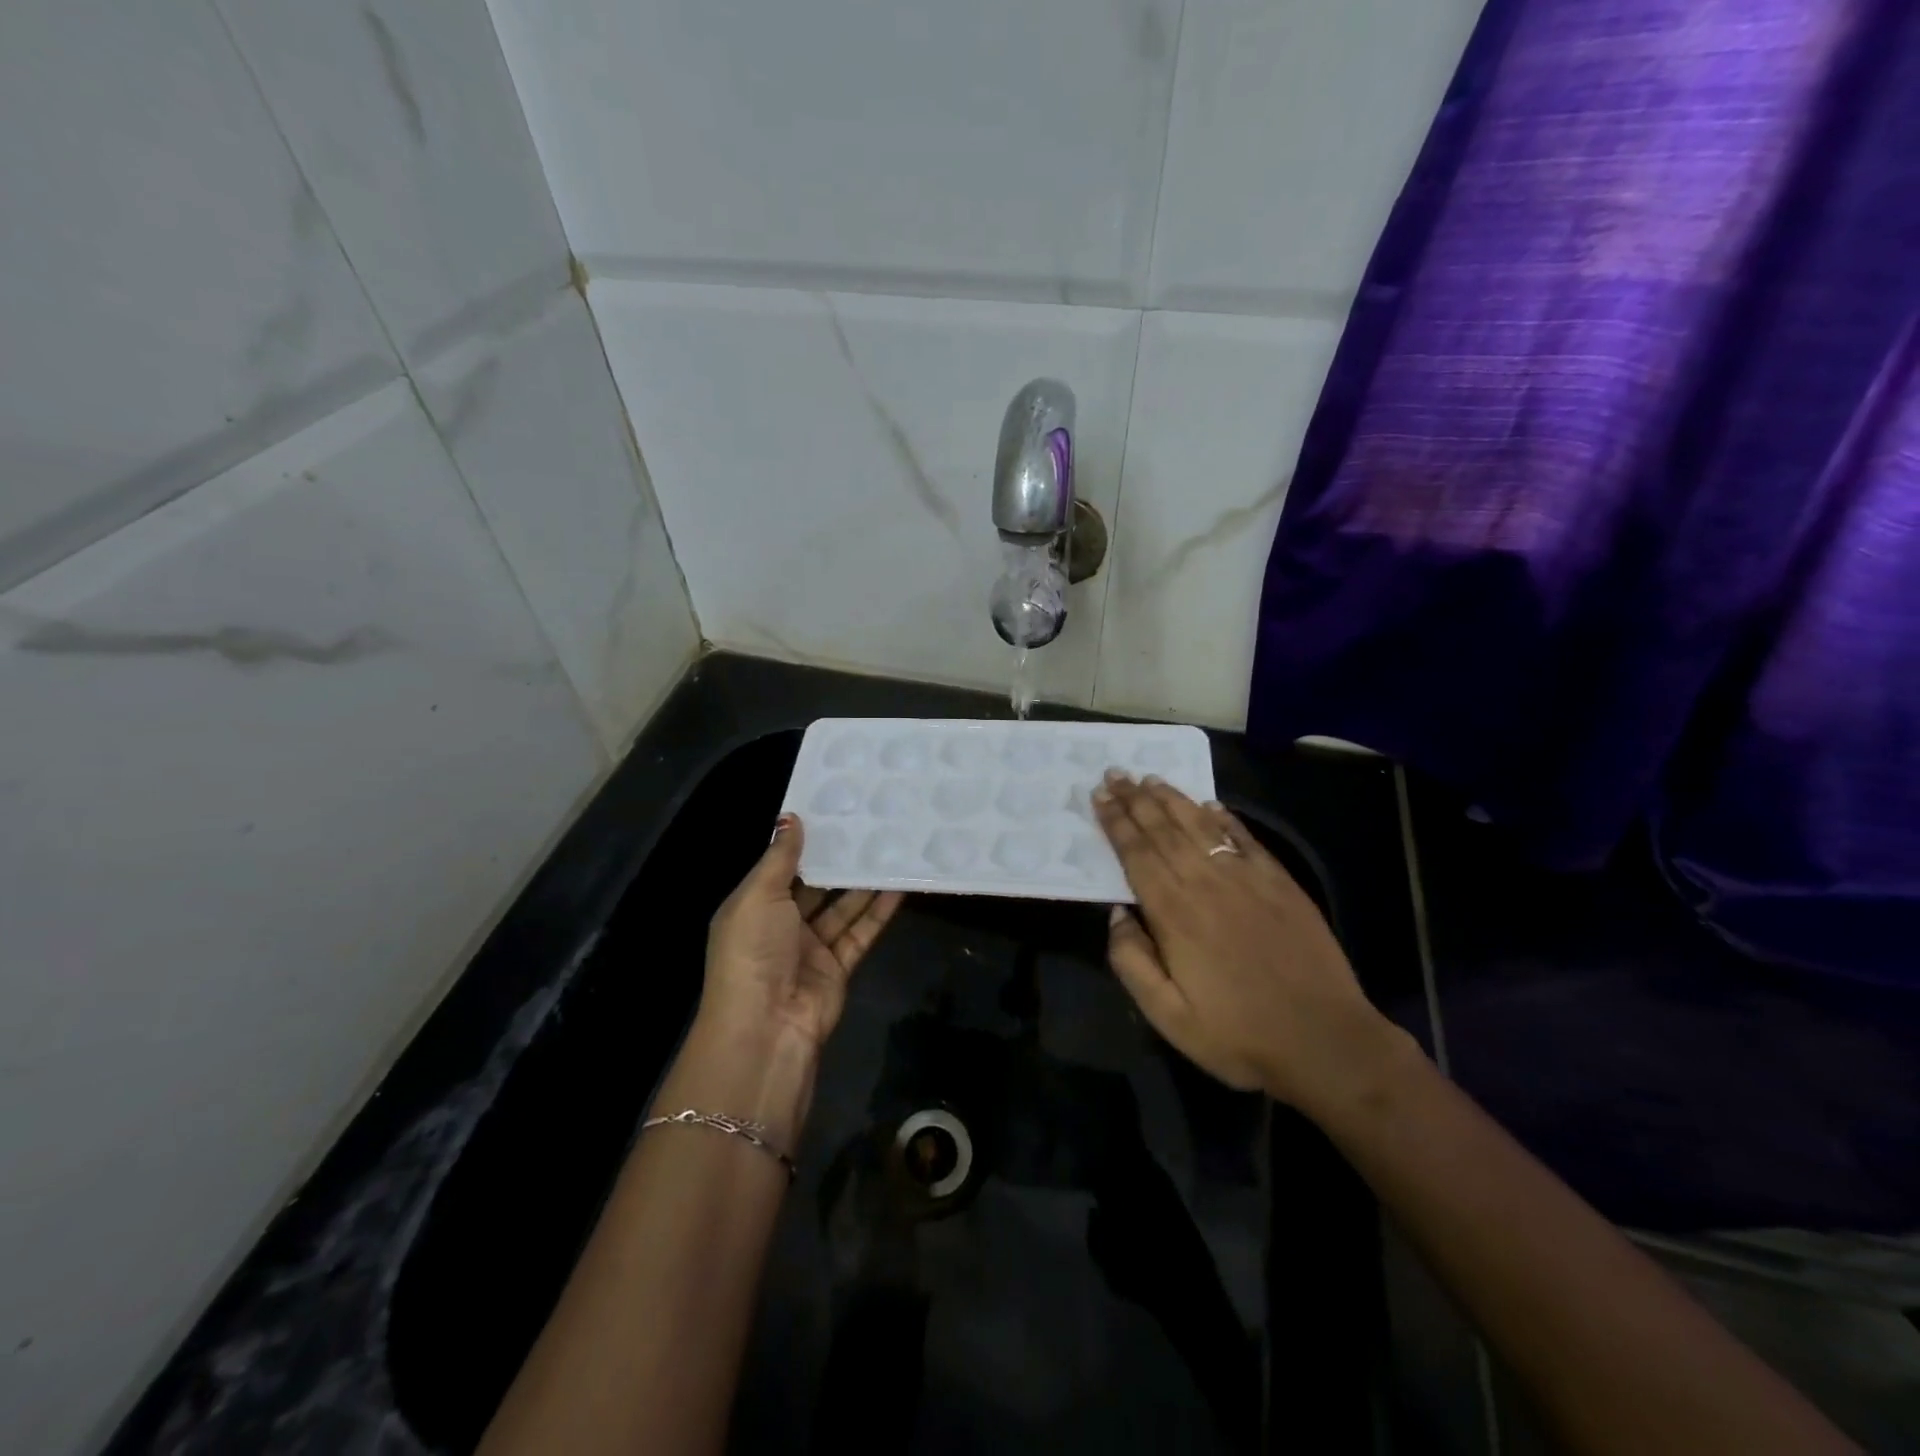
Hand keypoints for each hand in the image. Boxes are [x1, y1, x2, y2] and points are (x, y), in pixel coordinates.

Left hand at [700, 813, 904, 1056]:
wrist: (766, 1027)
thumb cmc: (753, 951)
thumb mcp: (758, 896)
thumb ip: (780, 857)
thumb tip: (790, 817)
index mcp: (753, 906)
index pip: (780, 867)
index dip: (804, 841)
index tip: (832, 810)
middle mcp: (781, 925)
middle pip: (815, 886)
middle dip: (838, 860)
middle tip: (869, 824)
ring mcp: (811, 947)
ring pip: (842, 907)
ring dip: (864, 882)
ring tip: (891, 847)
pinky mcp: (838, 966)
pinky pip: (860, 931)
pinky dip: (879, 910)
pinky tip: (900, 885)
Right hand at [1091, 772, 1408, 1114]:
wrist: (1324, 1040)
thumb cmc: (1238, 1034)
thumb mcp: (1168, 1016)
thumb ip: (1132, 962)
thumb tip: (1116, 913)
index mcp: (1174, 913)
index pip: (1136, 853)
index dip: (1115, 822)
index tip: (1099, 794)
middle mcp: (1206, 883)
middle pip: (1163, 830)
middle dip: (1135, 799)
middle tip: (1115, 773)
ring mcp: (1247, 879)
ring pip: (1200, 826)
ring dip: (1172, 799)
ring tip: (1150, 778)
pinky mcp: (1280, 883)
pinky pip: (1244, 838)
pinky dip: (1223, 817)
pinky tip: (1210, 804)